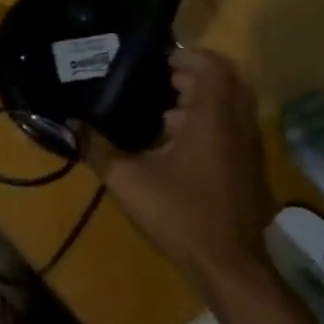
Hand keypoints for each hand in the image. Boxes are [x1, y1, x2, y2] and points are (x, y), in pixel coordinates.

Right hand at [80, 47, 273, 287]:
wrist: (229, 267)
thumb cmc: (180, 214)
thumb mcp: (128, 180)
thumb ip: (98, 148)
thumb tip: (72, 123)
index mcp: (213, 117)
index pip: (213, 66)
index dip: (189, 56)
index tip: (160, 60)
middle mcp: (238, 125)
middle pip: (226, 81)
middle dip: (194, 76)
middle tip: (161, 81)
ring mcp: (250, 149)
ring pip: (231, 107)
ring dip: (203, 101)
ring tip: (164, 113)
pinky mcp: (251, 171)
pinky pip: (234, 130)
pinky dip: (211, 124)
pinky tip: (178, 147)